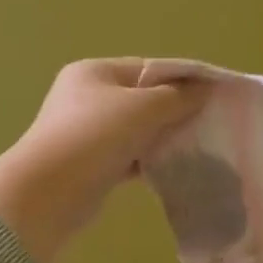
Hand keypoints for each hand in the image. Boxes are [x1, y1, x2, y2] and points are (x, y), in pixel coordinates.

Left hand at [0, 59, 207, 262]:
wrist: (48, 194)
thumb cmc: (95, 137)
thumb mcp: (143, 108)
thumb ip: (178, 97)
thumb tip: (205, 89)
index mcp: (94, 72)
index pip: (147, 68)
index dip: (181, 79)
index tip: (214, 94)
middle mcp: (86, 97)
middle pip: (143, 99)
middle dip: (175, 110)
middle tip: (209, 122)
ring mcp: (86, 133)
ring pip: (137, 130)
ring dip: (164, 137)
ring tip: (198, 146)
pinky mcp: (90, 165)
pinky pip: (129, 156)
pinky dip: (150, 160)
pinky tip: (174, 168)